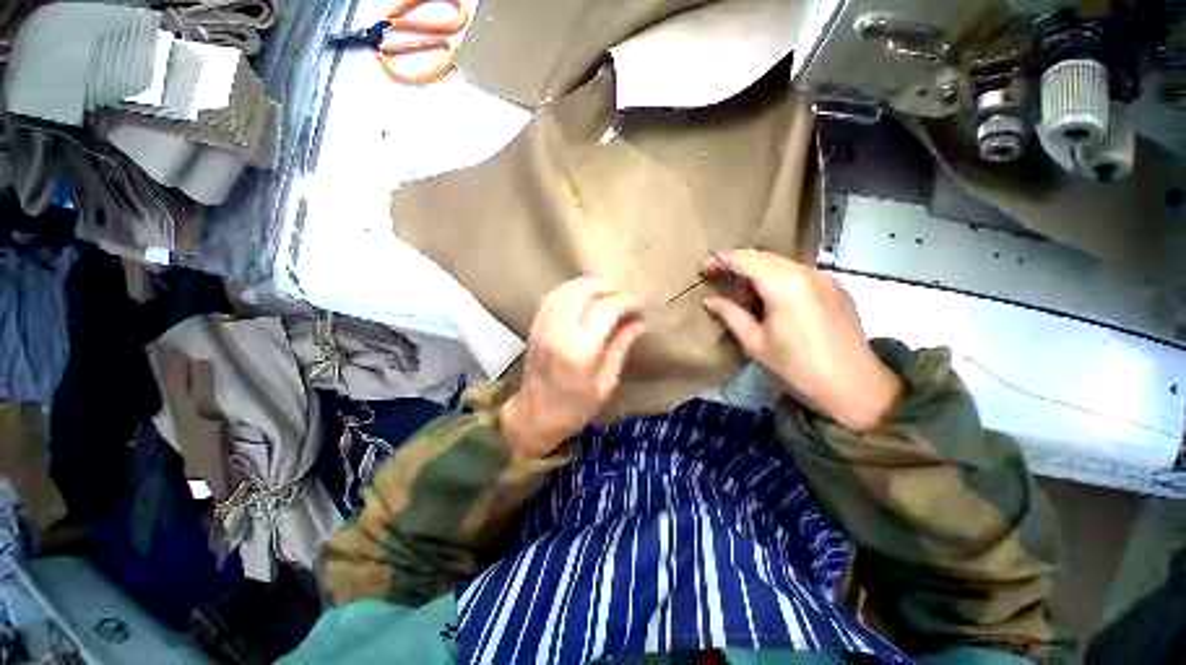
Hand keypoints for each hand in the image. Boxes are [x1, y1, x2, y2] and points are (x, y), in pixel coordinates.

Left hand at [501, 278, 647, 456]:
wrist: (532, 416)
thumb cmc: (574, 409)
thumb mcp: (605, 384)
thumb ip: (621, 348)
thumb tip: (639, 322)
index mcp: (581, 350)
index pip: (607, 308)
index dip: (628, 302)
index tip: (641, 306)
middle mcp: (559, 331)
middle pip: (585, 290)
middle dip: (609, 288)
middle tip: (625, 298)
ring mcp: (543, 326)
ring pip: (568, 288)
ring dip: (590, 286)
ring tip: (607, 295)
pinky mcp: (535, 326)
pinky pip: (553, 296)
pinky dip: (571, 290)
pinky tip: (584, 297)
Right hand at [702, 249, 901, 431]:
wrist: (856, 389)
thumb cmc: (797, 369)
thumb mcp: (755, 344)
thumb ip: (731, 316)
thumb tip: (710, 301)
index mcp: (783, 284)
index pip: (744, 258)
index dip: (720, 260)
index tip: (703, 270)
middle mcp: (806, 272)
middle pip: (763, 256)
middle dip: (738, 266)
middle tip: (721, 285)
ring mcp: (825, 277)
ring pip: (781, 263)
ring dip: (758, 274)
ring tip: (746, 299)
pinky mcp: (836, 288)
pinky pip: (799, 273)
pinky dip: (779, 280)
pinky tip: (773, 303)